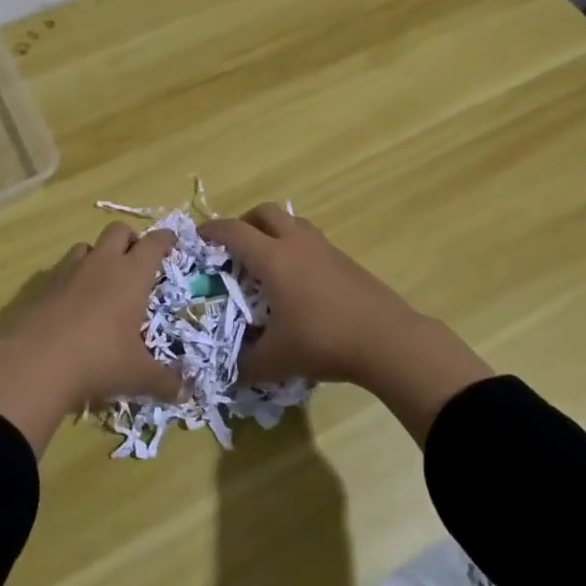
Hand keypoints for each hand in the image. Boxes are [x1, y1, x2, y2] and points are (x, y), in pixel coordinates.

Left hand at [0, 222, 181, 453]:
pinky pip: (63, 268)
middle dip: (131, 239)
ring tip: (103, 279)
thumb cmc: (98, 360)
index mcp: (131, 275)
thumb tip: (185, 394)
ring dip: (99, 254)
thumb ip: (164, 382)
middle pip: (119, 230)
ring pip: (88, 245)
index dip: (165, 239)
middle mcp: (102, 263)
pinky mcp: (44, 284)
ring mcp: (69, 270)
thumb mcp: (137, 375)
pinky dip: (73, 276)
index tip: (171, 241)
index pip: (154, 243)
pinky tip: (73, 300)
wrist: (35, 363)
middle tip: (136, 261)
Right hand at [201, 204, 418, 386]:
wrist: (387, 340)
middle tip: (235, 246)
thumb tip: (228, 373)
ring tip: (267, 260)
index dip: (212, 231)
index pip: (234, 232)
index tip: (198, 238)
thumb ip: (246, 365)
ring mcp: (325, 249)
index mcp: (273, 259)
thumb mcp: (276, 361)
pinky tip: (298, 281)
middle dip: (245, 223)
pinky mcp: (345, 260)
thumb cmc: (323, 342)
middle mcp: (296, 244)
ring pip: (292, 222)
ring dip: (274, 231)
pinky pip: (312, 241)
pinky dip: (297, 248)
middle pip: (265, 212)